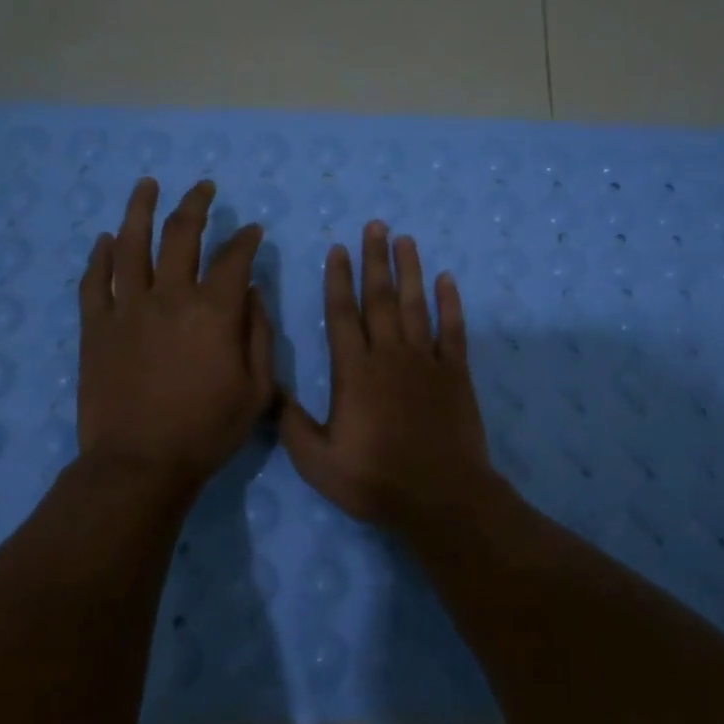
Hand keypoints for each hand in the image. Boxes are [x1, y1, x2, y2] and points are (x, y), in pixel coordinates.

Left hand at [77, 178, 275, 490]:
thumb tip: (252, 292)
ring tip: (148, 185)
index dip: (246, 240)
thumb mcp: (258, 390)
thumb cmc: (207, 431)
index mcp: (214, 312)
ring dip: (141, 210)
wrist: (140, 464)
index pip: (233, 259)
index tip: (253, 231)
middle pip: (181, 235)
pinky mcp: (95, 327)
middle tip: (204, 188)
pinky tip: (106, 239)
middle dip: (196, 205)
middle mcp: (170, 297)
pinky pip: (95, 281)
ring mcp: (127, 309)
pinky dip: (101, 256)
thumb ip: (259, 335)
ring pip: (132, 245)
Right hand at [281, 222, 498, 528]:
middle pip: (379, 298)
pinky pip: (453, 329)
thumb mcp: (318, 462)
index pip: (342, 315)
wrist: (441, 497)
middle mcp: (389, 356)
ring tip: (405, 239)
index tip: (337, 249)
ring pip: (415, 305)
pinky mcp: (455, 373)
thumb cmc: (376, 481)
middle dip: (375, 259)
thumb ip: (291, 423)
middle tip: (375, 225)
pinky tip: (447, 279)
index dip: (338, 280)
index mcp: (354, 372)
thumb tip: (268, 389)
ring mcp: (426, 361)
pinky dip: (450, 303)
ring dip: (409, 270)